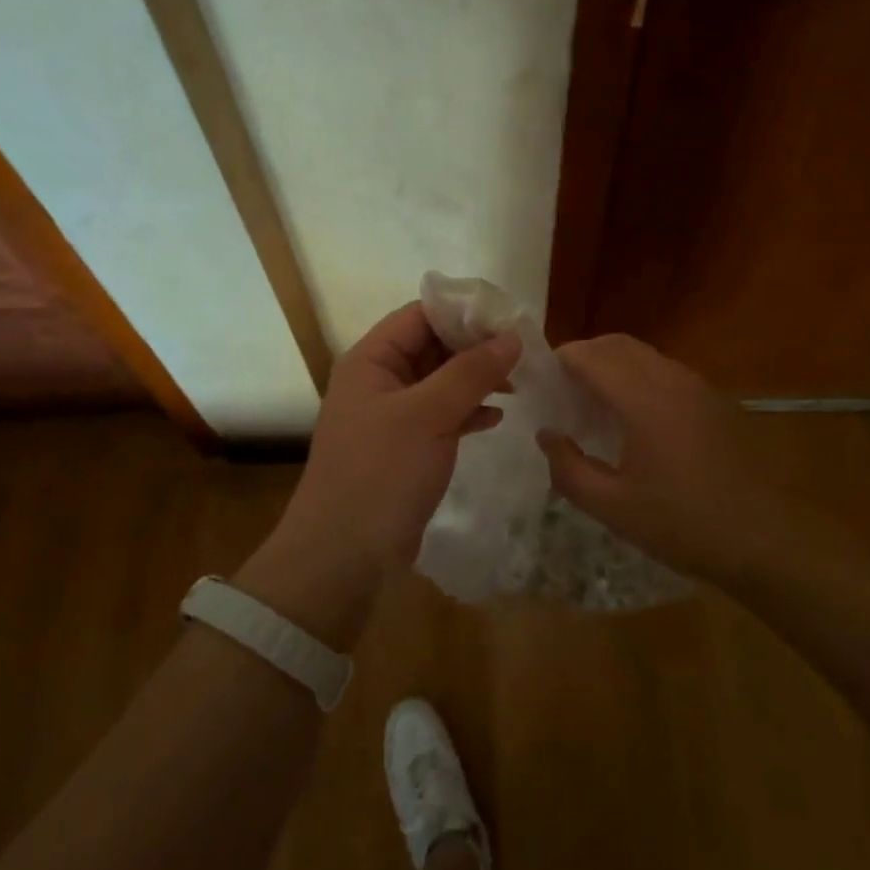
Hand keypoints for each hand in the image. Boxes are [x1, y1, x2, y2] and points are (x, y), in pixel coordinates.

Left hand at [279, 301, 520, 574]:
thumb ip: (470, 372)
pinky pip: (441, 415)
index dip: (465, 312)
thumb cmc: (380, 474)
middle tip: (526, 353)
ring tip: (520, 383)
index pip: (421, 315)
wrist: (343, 557)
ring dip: (477, 379)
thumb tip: (512, 336)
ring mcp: (392, 416)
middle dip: (476, 347)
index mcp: (371, 360)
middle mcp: (379, 380)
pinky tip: (497, 418)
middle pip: (433, 346)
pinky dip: (468, 412)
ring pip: (441, 382)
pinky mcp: (405, 447)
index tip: (512, 319)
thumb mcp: (427, 416)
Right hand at [537, 335, 790, 588]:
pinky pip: (666, 370)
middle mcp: (670, 380)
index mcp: (642, 400)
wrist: (762, 539)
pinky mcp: (714, 399)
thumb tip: (547, 435)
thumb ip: (568, 469)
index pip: (590, 356)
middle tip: (563, 390)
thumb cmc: (682, 525)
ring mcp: (698, 386)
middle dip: (583, 356)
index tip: (541, 383)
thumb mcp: (613, 508)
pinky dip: (639, 376)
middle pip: (616, 344)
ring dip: (612, 365)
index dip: (560, 361)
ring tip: (595, 402)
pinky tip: (636, 417)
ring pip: (643, 354)